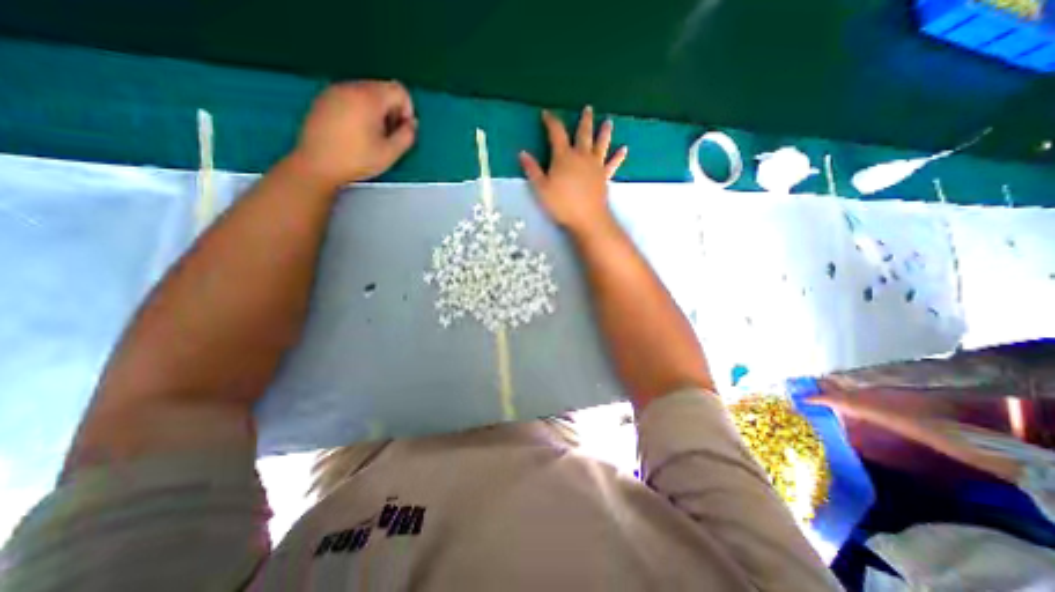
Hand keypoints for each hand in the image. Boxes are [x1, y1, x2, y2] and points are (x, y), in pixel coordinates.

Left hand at [291, 81, 420, 183]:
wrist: (317, 164)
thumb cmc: (357, 160)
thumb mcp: (390, 153)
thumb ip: (407, 136)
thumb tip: (412, 123)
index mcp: (369, 98)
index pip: (399, 90)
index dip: (407, 110)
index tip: (401, 130)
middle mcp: (351, 87)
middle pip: (383, 89)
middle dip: (392, 110)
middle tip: (388, 135)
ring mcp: (334, 91)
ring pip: (366, 92)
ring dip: (377, 110)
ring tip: (372, 135)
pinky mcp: (324, 99)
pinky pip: (351, 97)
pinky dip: (360, 109)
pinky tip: (355, 132)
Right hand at [518, 106, 624, 235]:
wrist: (587, 218)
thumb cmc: (562, 204)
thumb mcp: (541, 188)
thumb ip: (532, 170)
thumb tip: (522, 153)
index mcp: (564, 157)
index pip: (556, 133)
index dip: (551, 122)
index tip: (547, 114)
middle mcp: (581, 156)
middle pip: (583, 134)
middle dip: (584, 121)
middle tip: (588, 109)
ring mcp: (596, 165)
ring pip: (601, 144)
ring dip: (604, 132)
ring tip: (608, 122)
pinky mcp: (604, 176)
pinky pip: (612, 164)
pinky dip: (618, 156)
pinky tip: (624, 149)